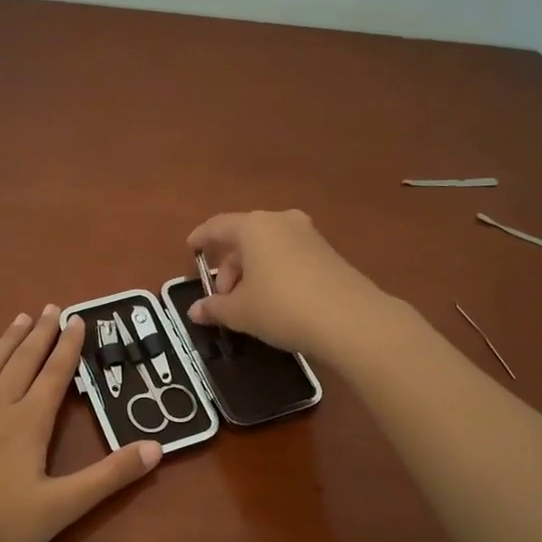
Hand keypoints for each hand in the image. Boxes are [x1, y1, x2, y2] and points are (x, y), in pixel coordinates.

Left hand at [0, 306, 162, 541]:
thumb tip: (157, 447)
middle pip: (22, 362)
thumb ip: (110, 476)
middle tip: (51, 308)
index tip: (78, 319)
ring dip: (7, 340)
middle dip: (40, 334)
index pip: (55, 375)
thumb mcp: (62, 507)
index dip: (69, 347)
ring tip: (20, 318)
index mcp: (28, 423)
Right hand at [186, 209, 390, 359]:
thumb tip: (194, 311)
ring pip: (269, 248)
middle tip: (223, 297)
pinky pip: (289, 257)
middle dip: (229, 266)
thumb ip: (214, 308)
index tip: (191, 249)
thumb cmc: (282, 307)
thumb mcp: (240, 312)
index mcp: (253, 227)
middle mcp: (281, 222)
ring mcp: (309, 235)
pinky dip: (275, 273)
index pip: (218, 226)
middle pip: (245, 238)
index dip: (201, 238)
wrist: (350, 319)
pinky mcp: (328, 253)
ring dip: (252, 271)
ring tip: (248, 303)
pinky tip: (275, 301)